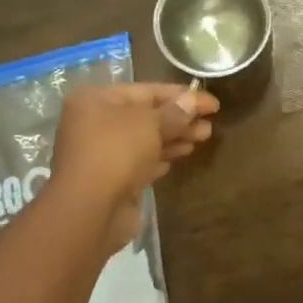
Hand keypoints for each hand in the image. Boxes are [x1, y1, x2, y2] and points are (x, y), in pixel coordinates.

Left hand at [50, 82, 217, 251]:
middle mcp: (94, 123)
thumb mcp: (150, 124)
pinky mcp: (111, 179)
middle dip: (179, 118)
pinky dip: (161, 157)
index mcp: (95, 101)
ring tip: (203, 137)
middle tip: (210, 123)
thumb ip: (174, 112)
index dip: (181, 95)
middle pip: (145, 115)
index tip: (212, 103)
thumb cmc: (116, 153)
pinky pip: (141, 161)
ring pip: (145, 140)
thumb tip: (193, 101)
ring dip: (174, 137)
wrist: (90, 211)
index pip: (145, 91)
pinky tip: (182, 155)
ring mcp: (101, 153)